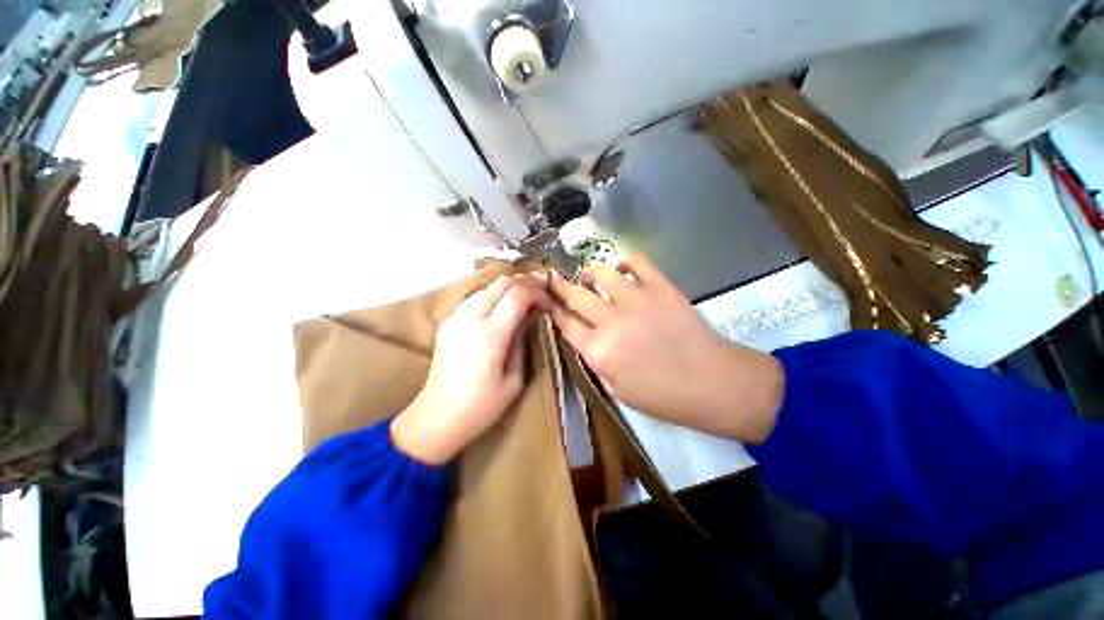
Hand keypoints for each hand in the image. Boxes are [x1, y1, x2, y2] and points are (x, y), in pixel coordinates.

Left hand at [391, 274, 549, 464]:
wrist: (437, 417)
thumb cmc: (482, 406)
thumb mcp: (515, 379)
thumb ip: (523, 342)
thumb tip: (531, 317)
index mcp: (491, 334)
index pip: (518, 294)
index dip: (537, 291)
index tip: (548, 300)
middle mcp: (470, 318)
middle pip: (501, 283)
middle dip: (524, 281)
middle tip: (541, 287)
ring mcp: (455, 318)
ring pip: (486, 287)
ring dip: (508, 286)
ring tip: (524, 294)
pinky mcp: (447, 323)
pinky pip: (474, 299)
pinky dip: (492, 295)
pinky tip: (501, 306)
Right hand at [547, 254, 782, 442]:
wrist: (714, 384)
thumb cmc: (664, 397)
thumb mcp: (618, 391)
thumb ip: (595, 362)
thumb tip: (584, 339)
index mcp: (599, 351)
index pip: (565, 323)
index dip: (552, 310)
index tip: (545, 301)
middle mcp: (611, 321)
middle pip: (575, 295)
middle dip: (559, 285)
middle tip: (554, 279)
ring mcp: (637, 300)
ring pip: (602, 272)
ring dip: (590, 272)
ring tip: (589, 276)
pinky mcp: (661, 287)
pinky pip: (636, 262)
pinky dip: (624, 262)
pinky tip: (621, 270)